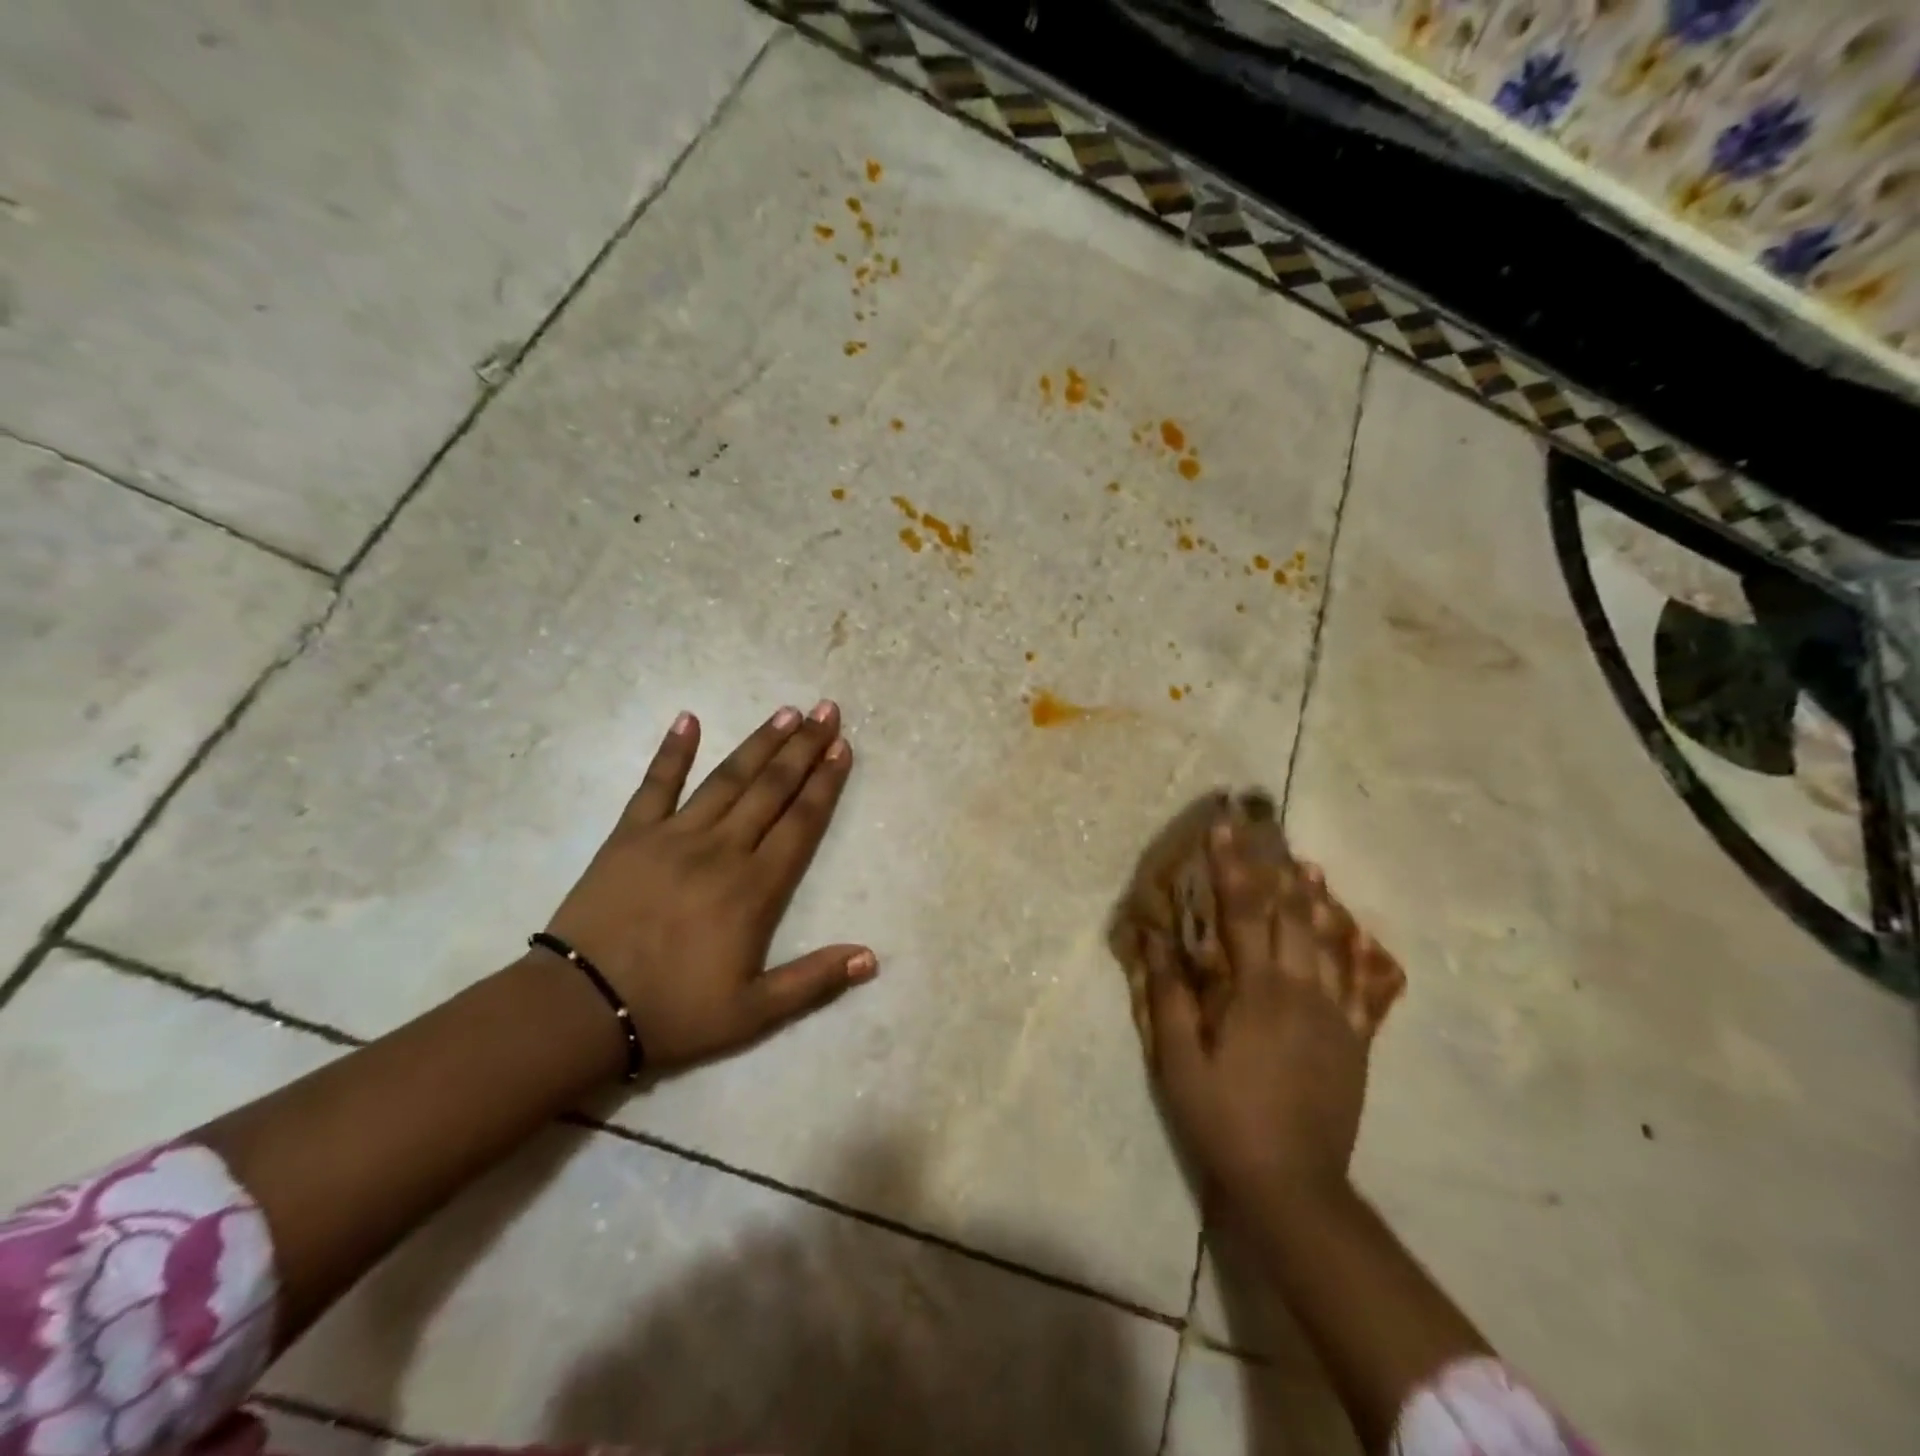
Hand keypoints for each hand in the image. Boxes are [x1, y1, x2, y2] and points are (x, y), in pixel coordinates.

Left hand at [542, 701, 874, 1072]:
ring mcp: (673, 836)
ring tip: (785, 712)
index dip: (825, 782)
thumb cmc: (674, 1012)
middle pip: (771, 789)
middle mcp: (721, 849)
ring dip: (759, 743)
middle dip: (803, 747)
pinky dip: (672, 751)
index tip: (842, 747)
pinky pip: (655, 785)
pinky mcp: (630, 835)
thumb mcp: (753, 1012)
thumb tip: (871, 957)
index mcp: (754, 888)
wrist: (580, 1010)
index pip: (800, 822)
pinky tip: (687, 719)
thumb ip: (814, 980)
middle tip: (826, 711)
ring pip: (727, 779)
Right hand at [1147, 821, 1400, 1208]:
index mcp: (1257, 993)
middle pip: (1293, 918)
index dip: (1231, 867)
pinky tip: (1359, 935)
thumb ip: (1169, 996)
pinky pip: (1363, 987)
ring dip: (1320, 903)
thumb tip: (1153, 939)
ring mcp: (1336, 1017)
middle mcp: (1302, 992)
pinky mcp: (1355, 1042)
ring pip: (1333, 945)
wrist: (1293, 1184)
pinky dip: (1360, 954)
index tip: (1222, 829)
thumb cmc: (1224, 1118)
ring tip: (1311, 868)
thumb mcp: (1179, 1061)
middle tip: (1270, 837)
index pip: (1241, 914)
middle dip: (1277, 873)